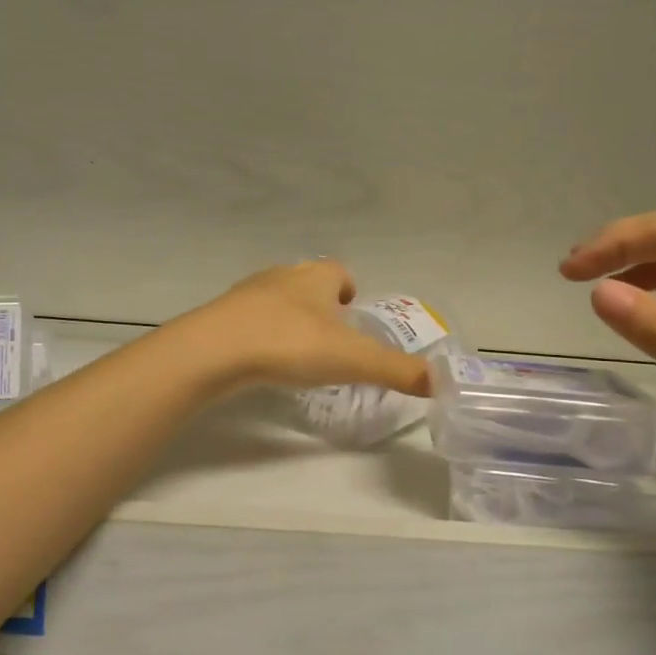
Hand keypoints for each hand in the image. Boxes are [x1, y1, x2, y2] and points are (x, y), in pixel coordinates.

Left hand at [177, 260, 432, 396]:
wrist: (215, 350)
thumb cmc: (291, 343)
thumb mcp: (353, 359)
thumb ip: (396, 370)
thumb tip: (440, 382)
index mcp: (316, 277)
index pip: (338, 271)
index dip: (349, 289)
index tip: (353, 313)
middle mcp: (282, 277)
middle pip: (307, 284)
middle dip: (320, 305)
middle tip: (330, 339)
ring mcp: (247, 295)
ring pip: (276, 301)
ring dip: (289, 320)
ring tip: (297, 353)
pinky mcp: (221, 318)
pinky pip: (249, 322)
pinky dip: (261, 336)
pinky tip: (262, 362)